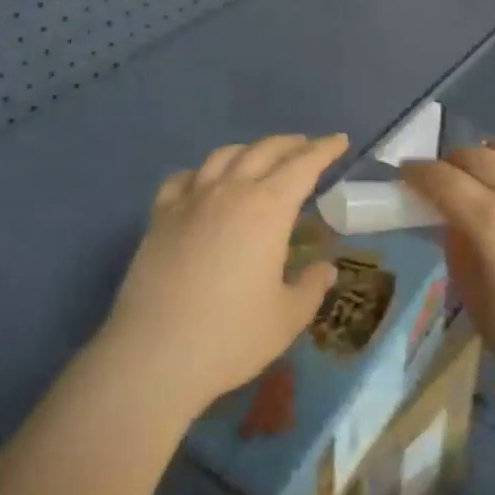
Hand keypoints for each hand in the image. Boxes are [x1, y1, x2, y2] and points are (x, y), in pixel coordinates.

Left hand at [102, 134, 347, 417]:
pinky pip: (184, 178)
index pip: (303, 165)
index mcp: (268, 208)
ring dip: (249, 150)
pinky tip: (204, 183)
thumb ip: (310, 287)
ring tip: (260, 158)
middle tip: (307, 146)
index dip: (324, 149)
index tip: (339, 140)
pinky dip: (202, 172)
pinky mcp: (160, 215)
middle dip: (291, 144)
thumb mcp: (287, 318)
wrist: (154, 354)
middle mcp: (230, 190)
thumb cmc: (230, 336)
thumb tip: (325, 268)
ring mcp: (191, 199)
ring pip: (224, 155)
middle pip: (265, 150)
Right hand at [401, 139, 494, 424]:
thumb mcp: (479, 307)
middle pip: (476, 155)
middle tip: (444, 180)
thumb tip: (454, 222)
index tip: (406, 175)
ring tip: (488, 172)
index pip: (441, 179)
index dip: (417, 172)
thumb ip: (459, 253)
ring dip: (492, 154)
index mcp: (492, 223)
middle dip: (451, 162)